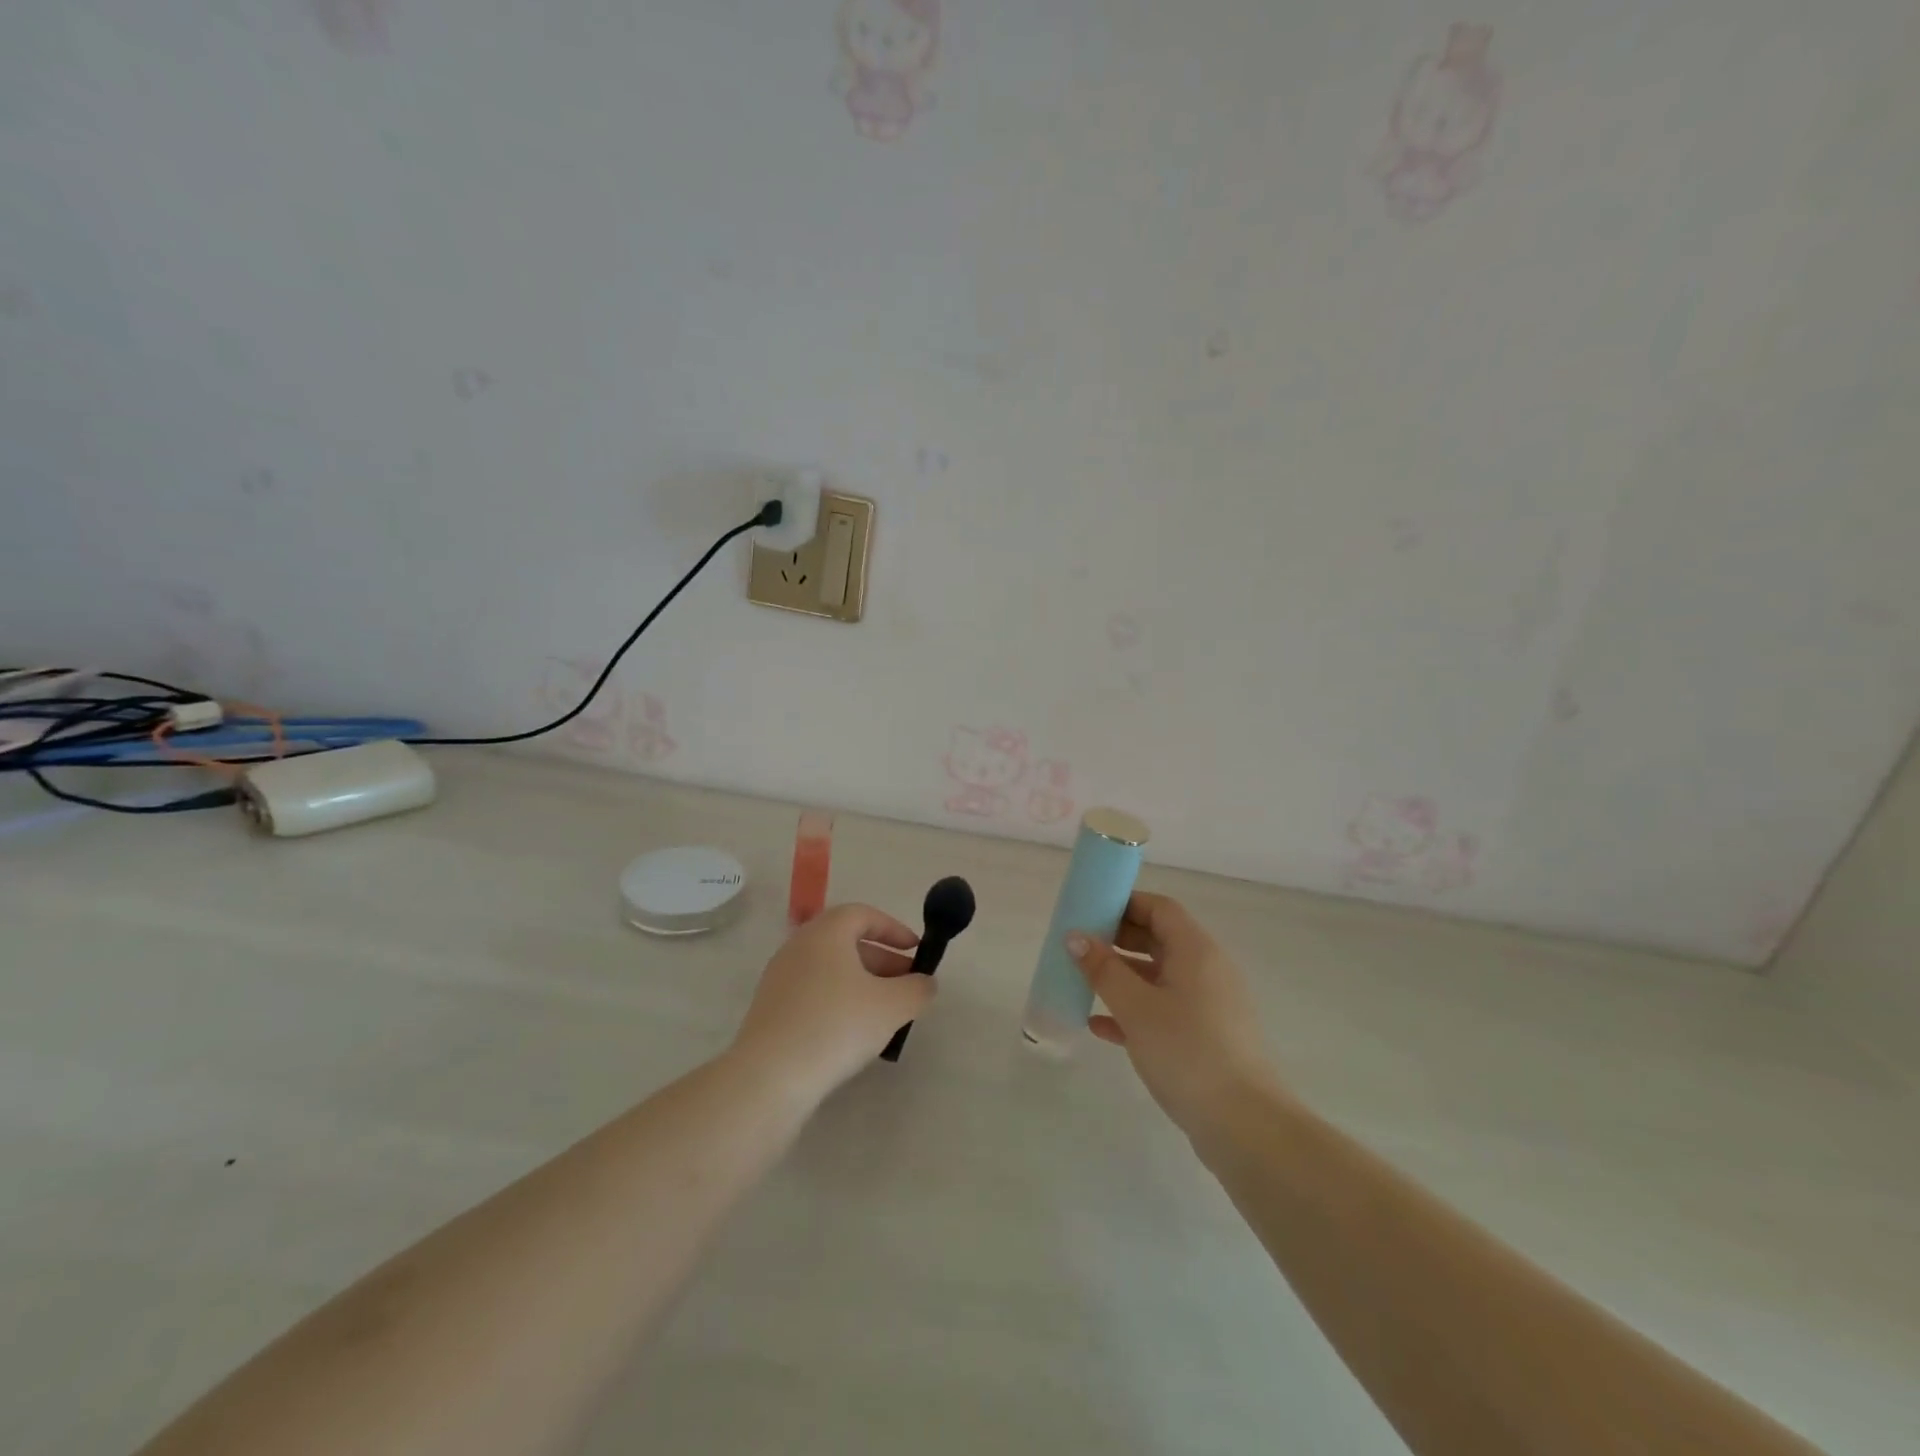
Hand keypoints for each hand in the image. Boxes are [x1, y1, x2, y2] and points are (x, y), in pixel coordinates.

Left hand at [730, 904, 934, 1106]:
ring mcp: (779, 978)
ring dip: (861, 982)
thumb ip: (917, 990)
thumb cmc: (836, 1026)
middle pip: (846, 941)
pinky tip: (853, 1032)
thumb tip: (925, 983)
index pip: (863, 914)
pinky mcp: (770, 1009)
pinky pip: (813, 992)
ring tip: (885, 1012)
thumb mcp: (892, 1007)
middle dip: (882, 959)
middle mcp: (798, 946)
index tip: (916, 950)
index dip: (894, 929)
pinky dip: (838, 1000)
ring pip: (830, 969)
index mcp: (825, 932)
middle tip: (907, 984)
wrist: (769, 1077)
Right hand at [1068, 892, 1285, 1137]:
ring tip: (1082, 984)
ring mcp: (1209, 1005)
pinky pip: (1164, 1009)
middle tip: (1079, 948)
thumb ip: (1103, 969)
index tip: (1089, 912)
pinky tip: (1100, 1027)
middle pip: (1159, 939)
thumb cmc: (1187, 1051)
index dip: (1125, 904)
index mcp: (1196, 951)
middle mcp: (1207, 970)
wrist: (1244, 1125)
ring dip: (1122, 977)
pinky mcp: (1206, 1037)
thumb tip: (1076, 937)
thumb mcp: (1136, 1007)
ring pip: (1159, 977)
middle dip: (1118, 940)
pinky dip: (1134, 1010)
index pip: (1160, 908)